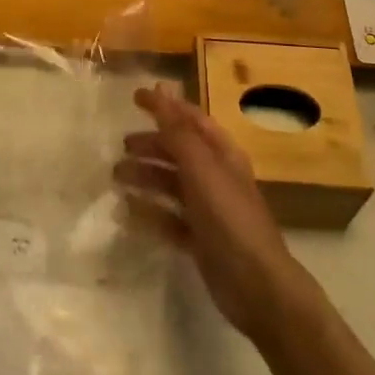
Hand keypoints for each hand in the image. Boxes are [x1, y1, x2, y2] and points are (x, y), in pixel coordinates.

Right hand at [114, 84, 315, 342]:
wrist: (257, 286)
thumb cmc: (229, 217)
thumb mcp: (201, 168)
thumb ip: (177, 130)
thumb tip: (160, 88)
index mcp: (222, 154)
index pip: (190, 119)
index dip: (165, 105)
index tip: (134, 97)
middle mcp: (215, 176)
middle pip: (178, 151)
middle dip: (150, 145)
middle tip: (121, 147)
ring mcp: (208, 209)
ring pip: (171, 184)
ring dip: (145, 177)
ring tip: (117, 178)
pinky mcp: (200, 239)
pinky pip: (168, 218)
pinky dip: (148, 212)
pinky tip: (126, 212)